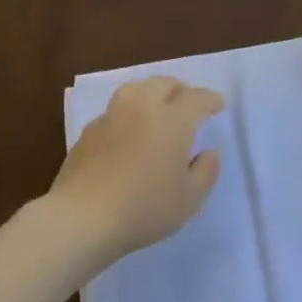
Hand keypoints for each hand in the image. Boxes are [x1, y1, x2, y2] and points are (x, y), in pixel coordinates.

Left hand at [50, 77, 223, 263]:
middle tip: (188, 104)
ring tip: (157, 110)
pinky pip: (115, 111)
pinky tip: (128, 134)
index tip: (218, 105)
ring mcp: (111, 116)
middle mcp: (141, 108)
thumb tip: (208, 152)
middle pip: (163, 83)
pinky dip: (128, 114)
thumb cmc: (144, 208)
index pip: (196, 98)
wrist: (83, 217)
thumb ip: (206, 171)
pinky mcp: (88, 131)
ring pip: (135, 90)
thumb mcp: (189, 199)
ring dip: (152, 94)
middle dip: (180, 90)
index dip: (210, 100)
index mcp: (172, 120)